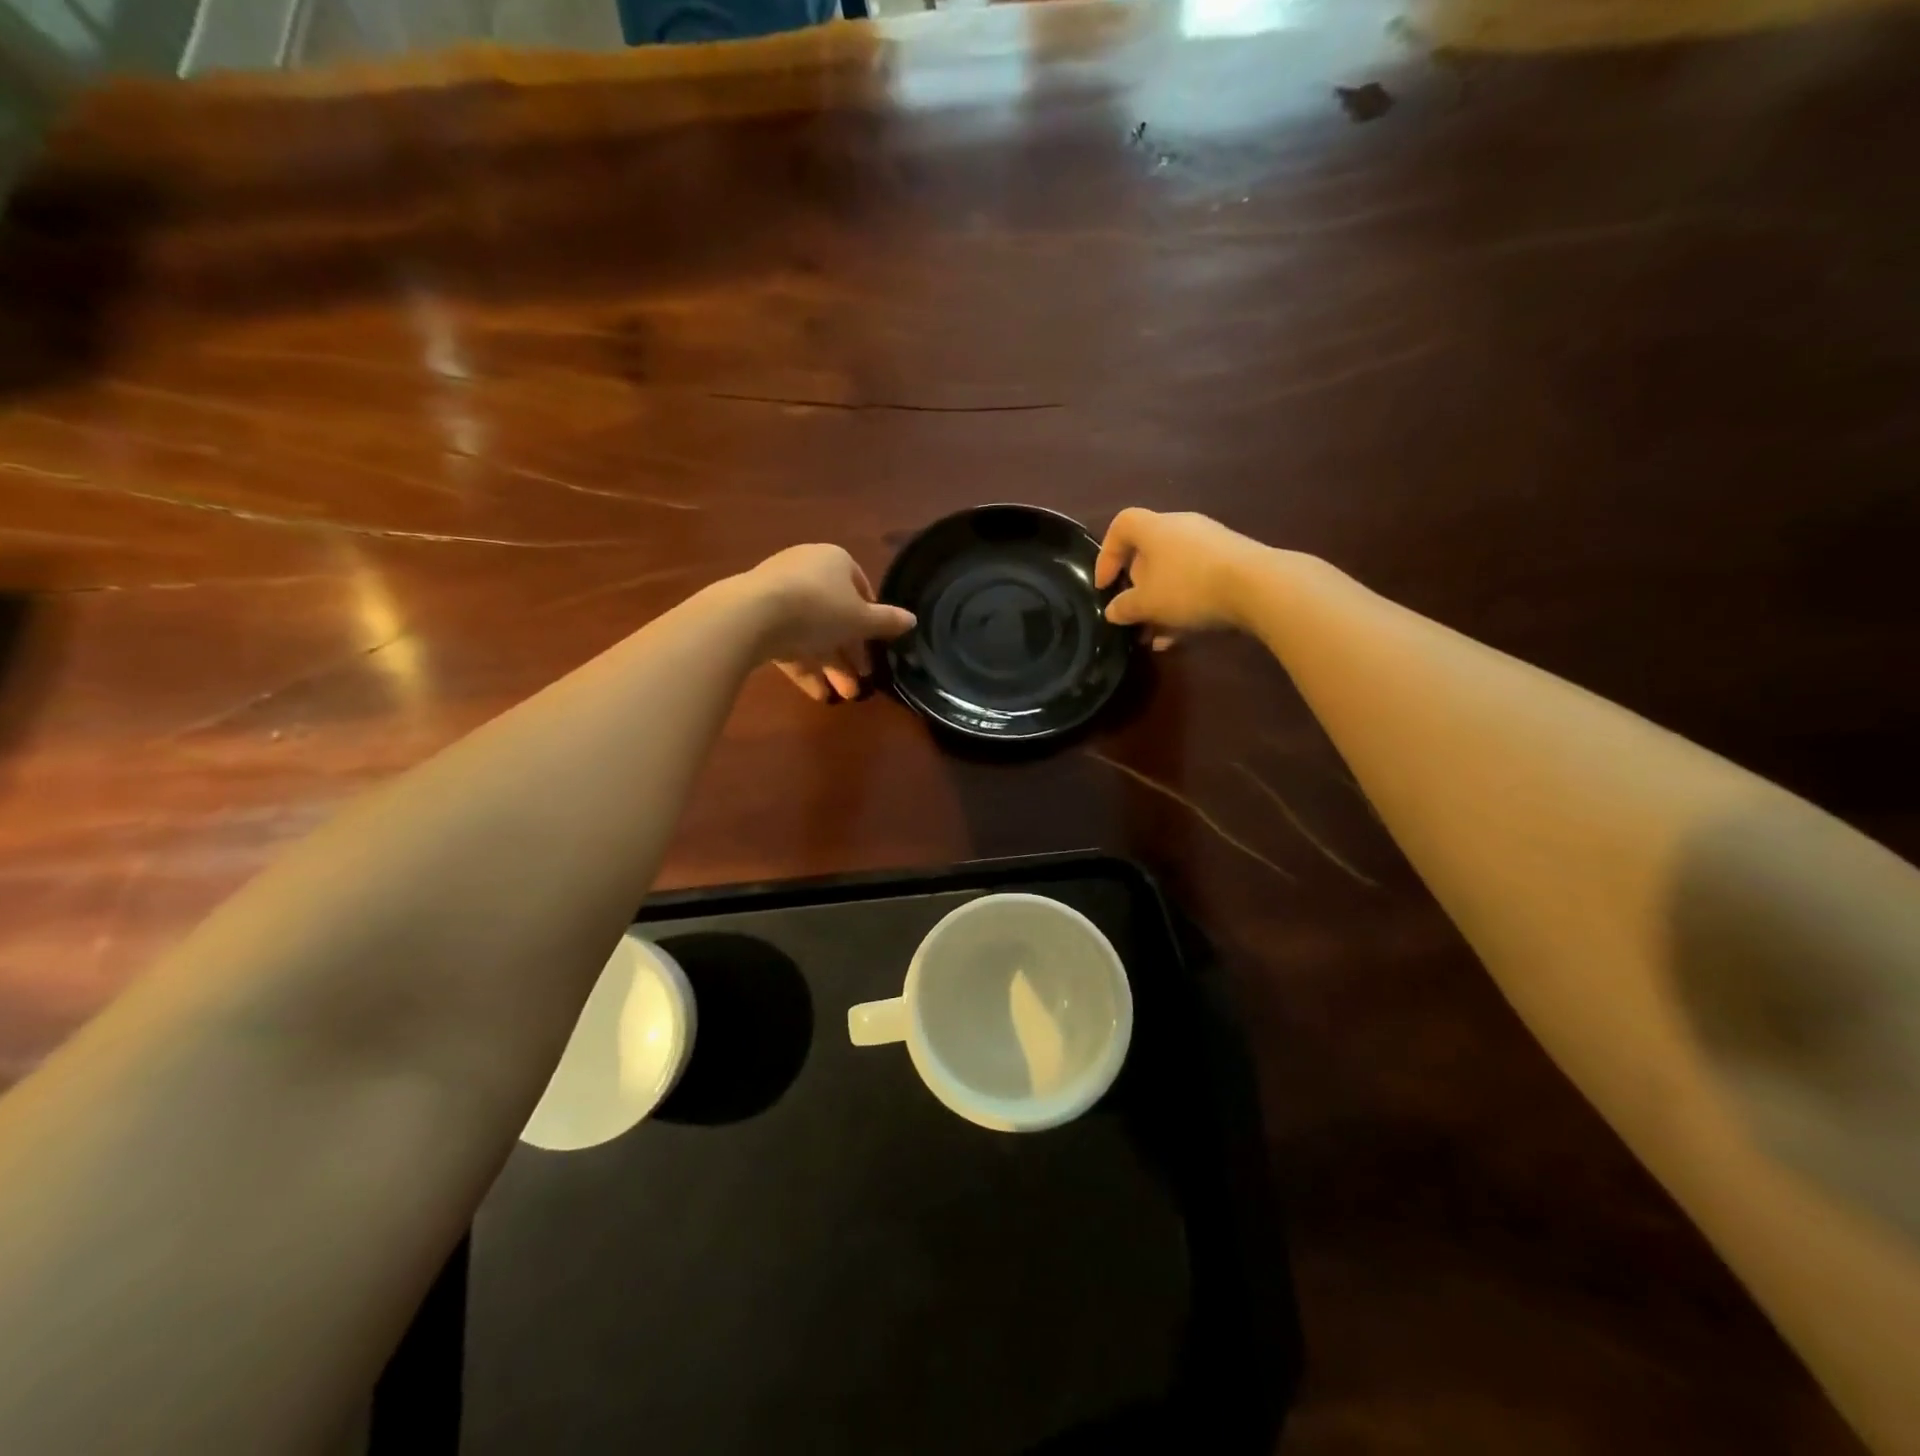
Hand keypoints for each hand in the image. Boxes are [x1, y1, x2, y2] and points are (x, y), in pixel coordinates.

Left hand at [743, 544, 915, 702]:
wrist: (752, 615)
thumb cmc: (819, 608)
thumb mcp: (861, 619)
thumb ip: (887, 622)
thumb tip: (912, 620)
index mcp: (834, 561)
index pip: (860, 587)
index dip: (871, 618)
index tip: (877, 644)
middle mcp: (807, 572)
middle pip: (836, 615)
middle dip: (851, 652)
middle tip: (863, 680)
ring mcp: (779, 594)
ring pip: (812, 633)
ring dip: (831, 665)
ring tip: (845, 696)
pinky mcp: (758, 618)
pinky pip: (788, 643)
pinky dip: (805, 667)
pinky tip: (818, 693)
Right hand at [1094, 509, 1268, 638]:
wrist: (1259, 587)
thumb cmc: (1189, 587)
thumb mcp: (1147, 604)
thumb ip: (1124, 607)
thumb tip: (1113, 611)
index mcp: (1155, 528)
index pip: (1121, 525)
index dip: (1107, 554)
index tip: (1104, 585)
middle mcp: (1182, 528)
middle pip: (1149, 552)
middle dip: (1137, 586)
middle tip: (1133, 612)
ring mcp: (1211, 544)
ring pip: (1174, 572)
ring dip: (1160, 602)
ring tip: (1155, 634)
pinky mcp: (1233, 561)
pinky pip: (1197, 581)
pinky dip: (1184, 604)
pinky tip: (1181, 636)